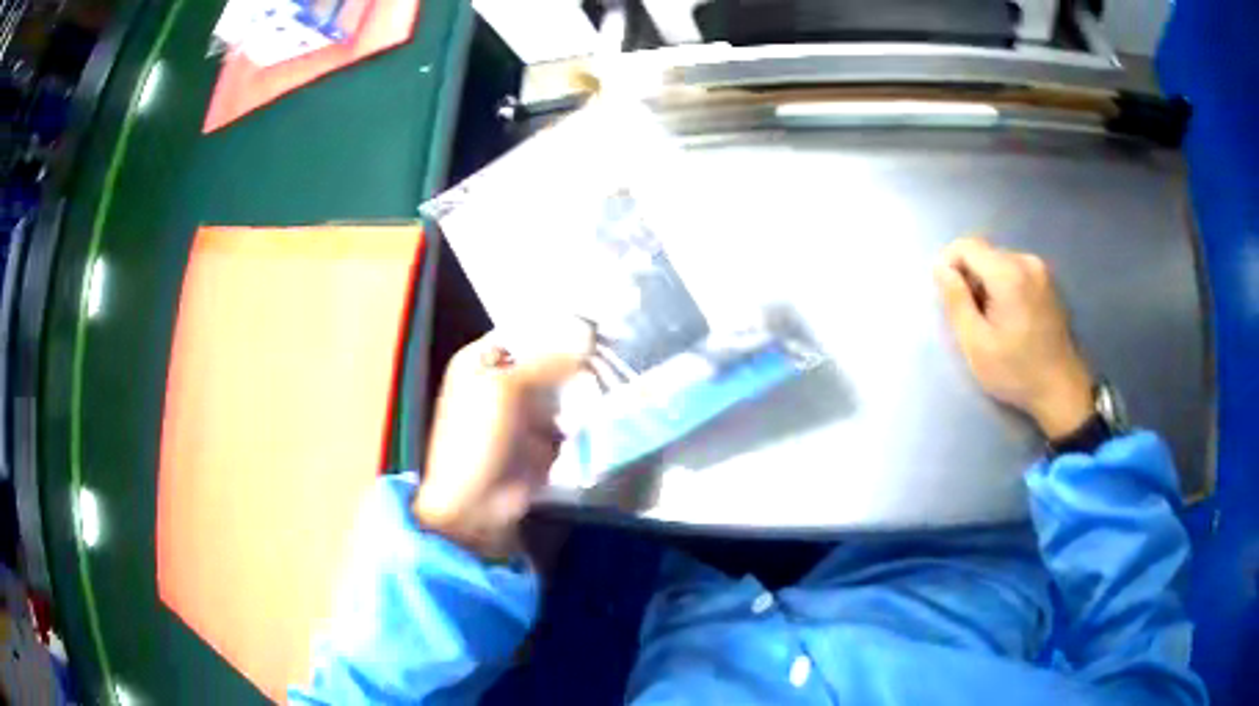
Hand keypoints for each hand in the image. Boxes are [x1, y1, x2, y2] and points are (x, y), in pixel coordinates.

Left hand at [414, 322, 592, 560]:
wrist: (475, 506)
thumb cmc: (477, 440)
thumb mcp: (505, 391)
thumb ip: (547, 360)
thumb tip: (588, 330)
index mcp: (483, 360)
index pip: (527, 330)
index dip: (559, 325)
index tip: (599, 321)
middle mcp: (505, 378)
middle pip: (550, 357)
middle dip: (578, 355)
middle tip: (615, 348)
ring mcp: (527, 409)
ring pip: (565, 386)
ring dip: (587, 384)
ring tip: (615, 377)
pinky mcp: (546, 435)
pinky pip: (572, 415)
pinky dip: (588, 412)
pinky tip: (607, 406)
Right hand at [934, 237, 1093, 438]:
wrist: (1062, 390)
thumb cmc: (1016, 372)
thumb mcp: (976, 344)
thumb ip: (955, 301)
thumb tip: (940, 268)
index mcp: (1008, 274)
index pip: (966, 246)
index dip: (948, 264)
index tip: (946, 297)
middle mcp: (1026, 261)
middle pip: (983, 253)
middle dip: (969, 278)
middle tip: (969, 318)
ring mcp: (1040, 270)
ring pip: (997, 262)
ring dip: (986, 283)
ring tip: (990, 321)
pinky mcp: (1047, 281)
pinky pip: (1014, 270)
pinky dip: (1003, 287)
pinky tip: (1008, 318)